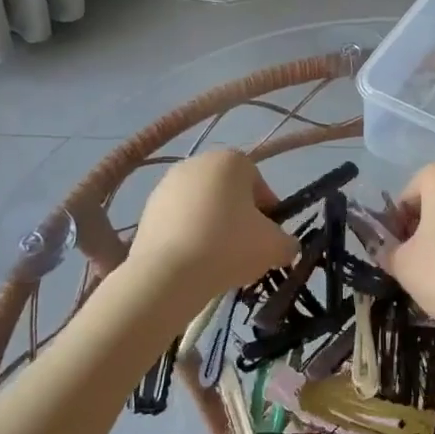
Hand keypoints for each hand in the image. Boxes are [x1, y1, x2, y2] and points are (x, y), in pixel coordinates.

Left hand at [126, 150, 296, 310]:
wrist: (168, 273)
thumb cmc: (229, 247)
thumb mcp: (274, 247)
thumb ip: (287, 242)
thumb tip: (285, 246)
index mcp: (231, 160)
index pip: (259, 184)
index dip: (268, 213)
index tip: (268, 239)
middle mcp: (198, 162)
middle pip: (229, 192)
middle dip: (238, 218)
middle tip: (244, 250)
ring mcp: (167, 184)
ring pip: (202, 206)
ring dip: (212, 227)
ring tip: (216, 260)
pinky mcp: (147, 209)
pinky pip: (179, 221)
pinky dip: (188, 236)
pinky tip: (192, 261)